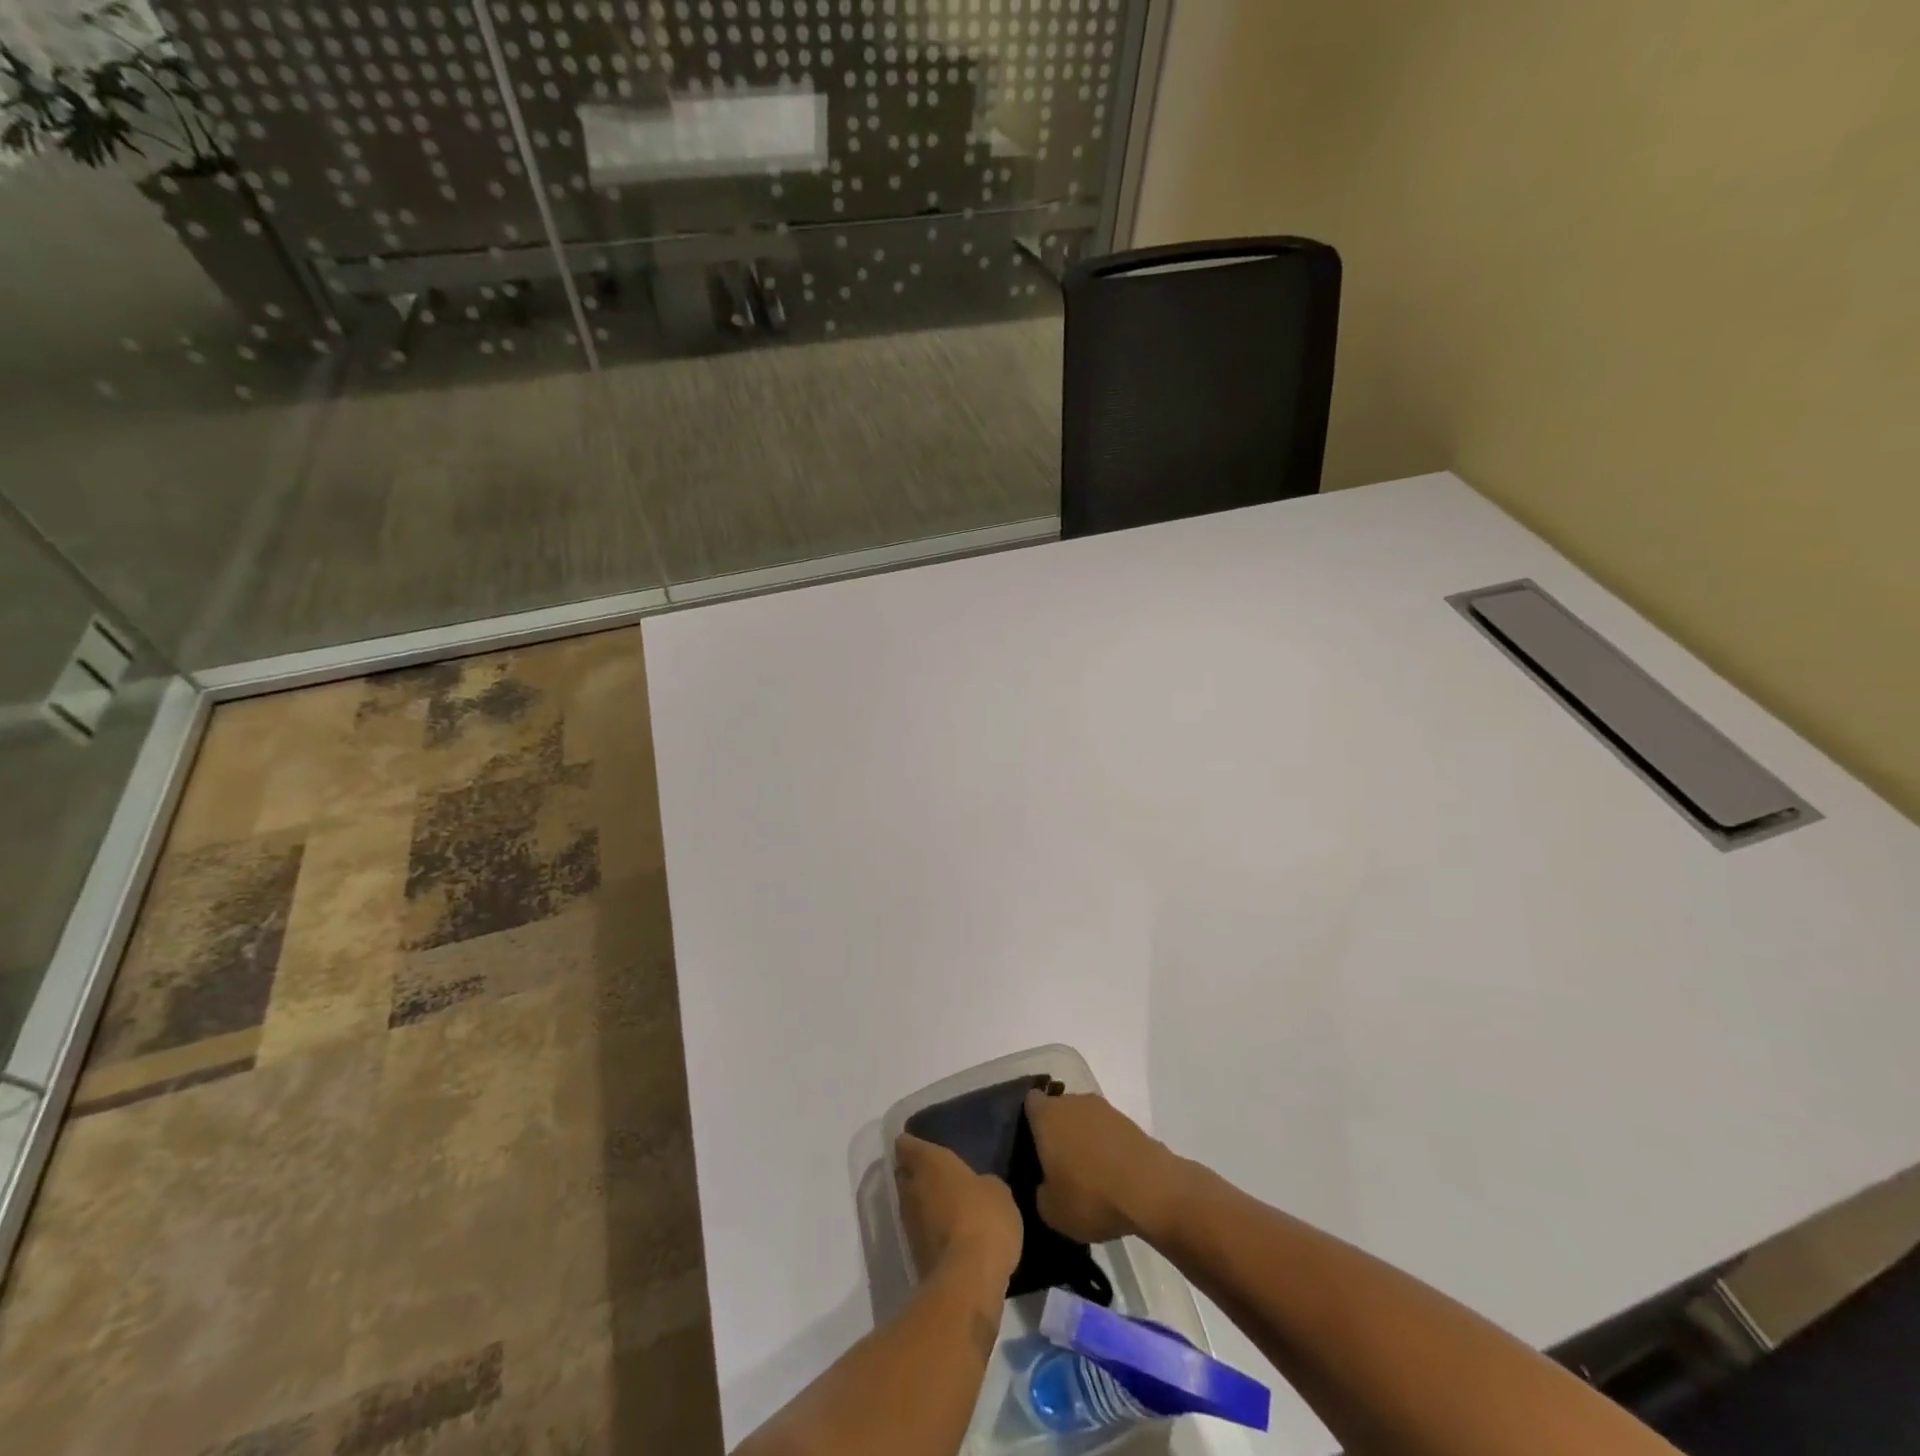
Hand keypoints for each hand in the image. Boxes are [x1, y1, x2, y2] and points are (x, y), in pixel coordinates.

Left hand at [894, 1134, 1022, 1288]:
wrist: (968, 1280)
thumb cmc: (983, 1218)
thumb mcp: (997, 1191)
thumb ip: (981, 1184)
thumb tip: (977, 1190)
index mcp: (929, 1163)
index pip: (907, 1145)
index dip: (910, 1143)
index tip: (918, 1143)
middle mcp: (912, 1189)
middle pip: (905, 1175)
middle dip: (915, 1174)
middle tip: (936, 1174)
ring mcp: (909, 1225)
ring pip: (910, 1205)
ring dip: (923, 1205)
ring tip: (945, 1205)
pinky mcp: (914, 1256)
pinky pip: (920, 1233)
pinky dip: (930, 1231)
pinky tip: (950, 1234)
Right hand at [1024, 1089, 1185, 1243]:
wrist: (1151, 1190)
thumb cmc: (1091, 1196)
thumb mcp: (1051, 1211)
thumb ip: (1039, 1192)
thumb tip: (1045, 1185)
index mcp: (1046, 1115)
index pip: (1029, 1102)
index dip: (1027, 1121)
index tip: (1028, 1145)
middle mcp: (1072, 1102)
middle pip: (1057, 1109)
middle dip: (1055, 1131)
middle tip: (1055, 1164)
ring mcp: (1103, 1109)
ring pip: (1082, 1119)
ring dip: (1081, 1139)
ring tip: (1085, 1173)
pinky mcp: (1128, 1121)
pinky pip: (1105, 1131)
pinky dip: (1104, 1147)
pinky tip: (1109, 1175)